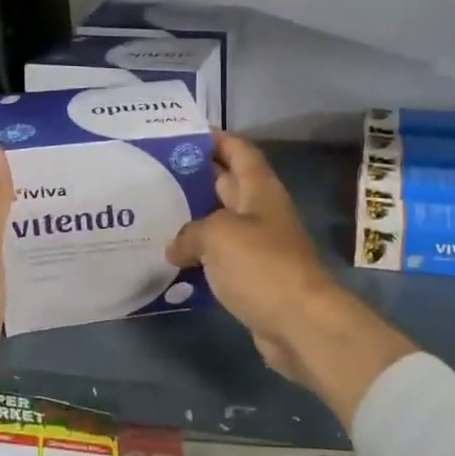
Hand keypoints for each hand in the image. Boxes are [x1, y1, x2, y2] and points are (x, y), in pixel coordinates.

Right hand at [167, 135, 413, 423]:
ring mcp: (258, 247)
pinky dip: (198, 256)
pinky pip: (220, 258)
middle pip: (227, 185)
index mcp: (260, 190)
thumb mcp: (218, 235)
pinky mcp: (252, 279)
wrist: (300, 323)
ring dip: (192, 219)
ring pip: (220, 223)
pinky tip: (170, 259)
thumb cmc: (262, 266)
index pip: (239, 151)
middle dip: (195, 176)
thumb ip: (190, 232)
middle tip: (154, 173)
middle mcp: (261, 213)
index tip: (182, 132)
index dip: (215, 138)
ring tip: (153, 214)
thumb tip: (176, 248)